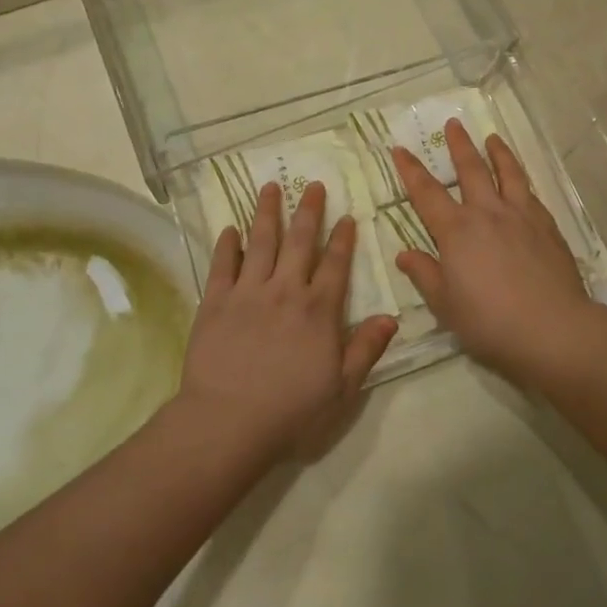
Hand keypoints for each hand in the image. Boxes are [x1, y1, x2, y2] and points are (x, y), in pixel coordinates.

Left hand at [177, 181, 398, 464]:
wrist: (228, 421)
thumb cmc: (291, 411)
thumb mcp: (341, 388)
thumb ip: (365, 349)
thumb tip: (391, 317)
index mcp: (318, 310)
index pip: (335, 264)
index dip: (342, 239)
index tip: (346, 216)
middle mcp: (285, 291)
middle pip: (299, 242)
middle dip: (308, 211)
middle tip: (312, 184)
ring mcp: (248, 293)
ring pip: (260, 242)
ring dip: (267, 213)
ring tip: (270, 188)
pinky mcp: (216, 302)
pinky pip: (222, 265)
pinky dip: (227, 245)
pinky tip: (231, 229)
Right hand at [393, 121, 603, 385]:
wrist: (552, 329)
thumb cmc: (490, 321)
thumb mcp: (445, 305)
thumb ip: (425, 275)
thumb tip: (405, 254)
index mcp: (456, 231)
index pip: (426, 192)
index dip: (411, 169)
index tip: (399, 148)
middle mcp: (487, 213)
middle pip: (470, 170)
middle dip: (459, 145)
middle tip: (453, 124)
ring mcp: (521, 216)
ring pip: (507, 173)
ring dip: (498, 153)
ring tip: (493, 138)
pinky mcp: (547, 226)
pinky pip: (531, 194)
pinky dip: (522, 181)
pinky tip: (523, 183)